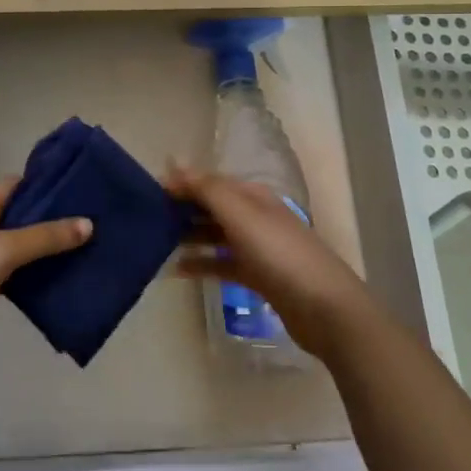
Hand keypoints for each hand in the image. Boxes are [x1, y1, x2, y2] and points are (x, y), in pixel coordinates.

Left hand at [0, 178, 91, 370]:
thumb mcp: (3, 252)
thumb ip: (45, 237)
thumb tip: (88, 223)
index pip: (18, 184)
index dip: (49, 188)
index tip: (84, 195)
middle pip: (17, 214)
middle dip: (50, 221)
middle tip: (89, 227)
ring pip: (12, 243)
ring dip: (39, 248)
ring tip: (79, 252)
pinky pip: (4, 268)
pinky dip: (25, 272)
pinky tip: (51, 281)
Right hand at [166, 165, 373, 363]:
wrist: (325, 308)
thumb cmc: (280, 255)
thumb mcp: (241, 215)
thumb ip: (207, 189)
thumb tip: (175, 162)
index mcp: (253, 197)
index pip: (210, 182)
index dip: (181, 183)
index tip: (147, 190)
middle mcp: (255, 217)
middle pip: (212, 207)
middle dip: (181, 209)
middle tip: (145, 218)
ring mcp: (257, 248)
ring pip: (214, 235)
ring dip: (188, 236)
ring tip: (155, 243)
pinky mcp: (258, 277)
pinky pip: (222, 264)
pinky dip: (201, 264)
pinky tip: (177, 271)